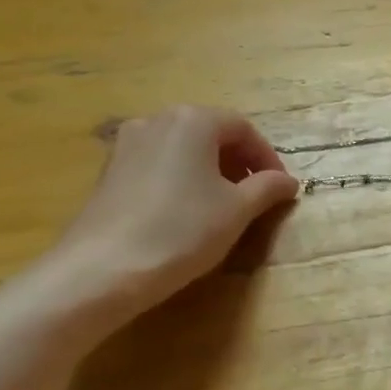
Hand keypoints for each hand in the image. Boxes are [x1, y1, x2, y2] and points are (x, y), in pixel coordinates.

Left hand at [42, 106, 299, 315]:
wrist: (102, 269)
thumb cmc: (181, 230)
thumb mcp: (237, 211)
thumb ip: (267, 188)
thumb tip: (288, 181)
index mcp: (194, 120)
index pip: (243, 129)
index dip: (267, 158)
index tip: (280, 189)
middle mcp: (158, 120)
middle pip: (210, 134)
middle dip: (238, 163)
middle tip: (254, 197)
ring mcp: (127, 144)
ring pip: (182, 149)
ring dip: (209, 171)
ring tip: (221, 207)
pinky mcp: (108, 171)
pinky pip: (157, 165)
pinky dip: (180, 180)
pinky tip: (184, 213)